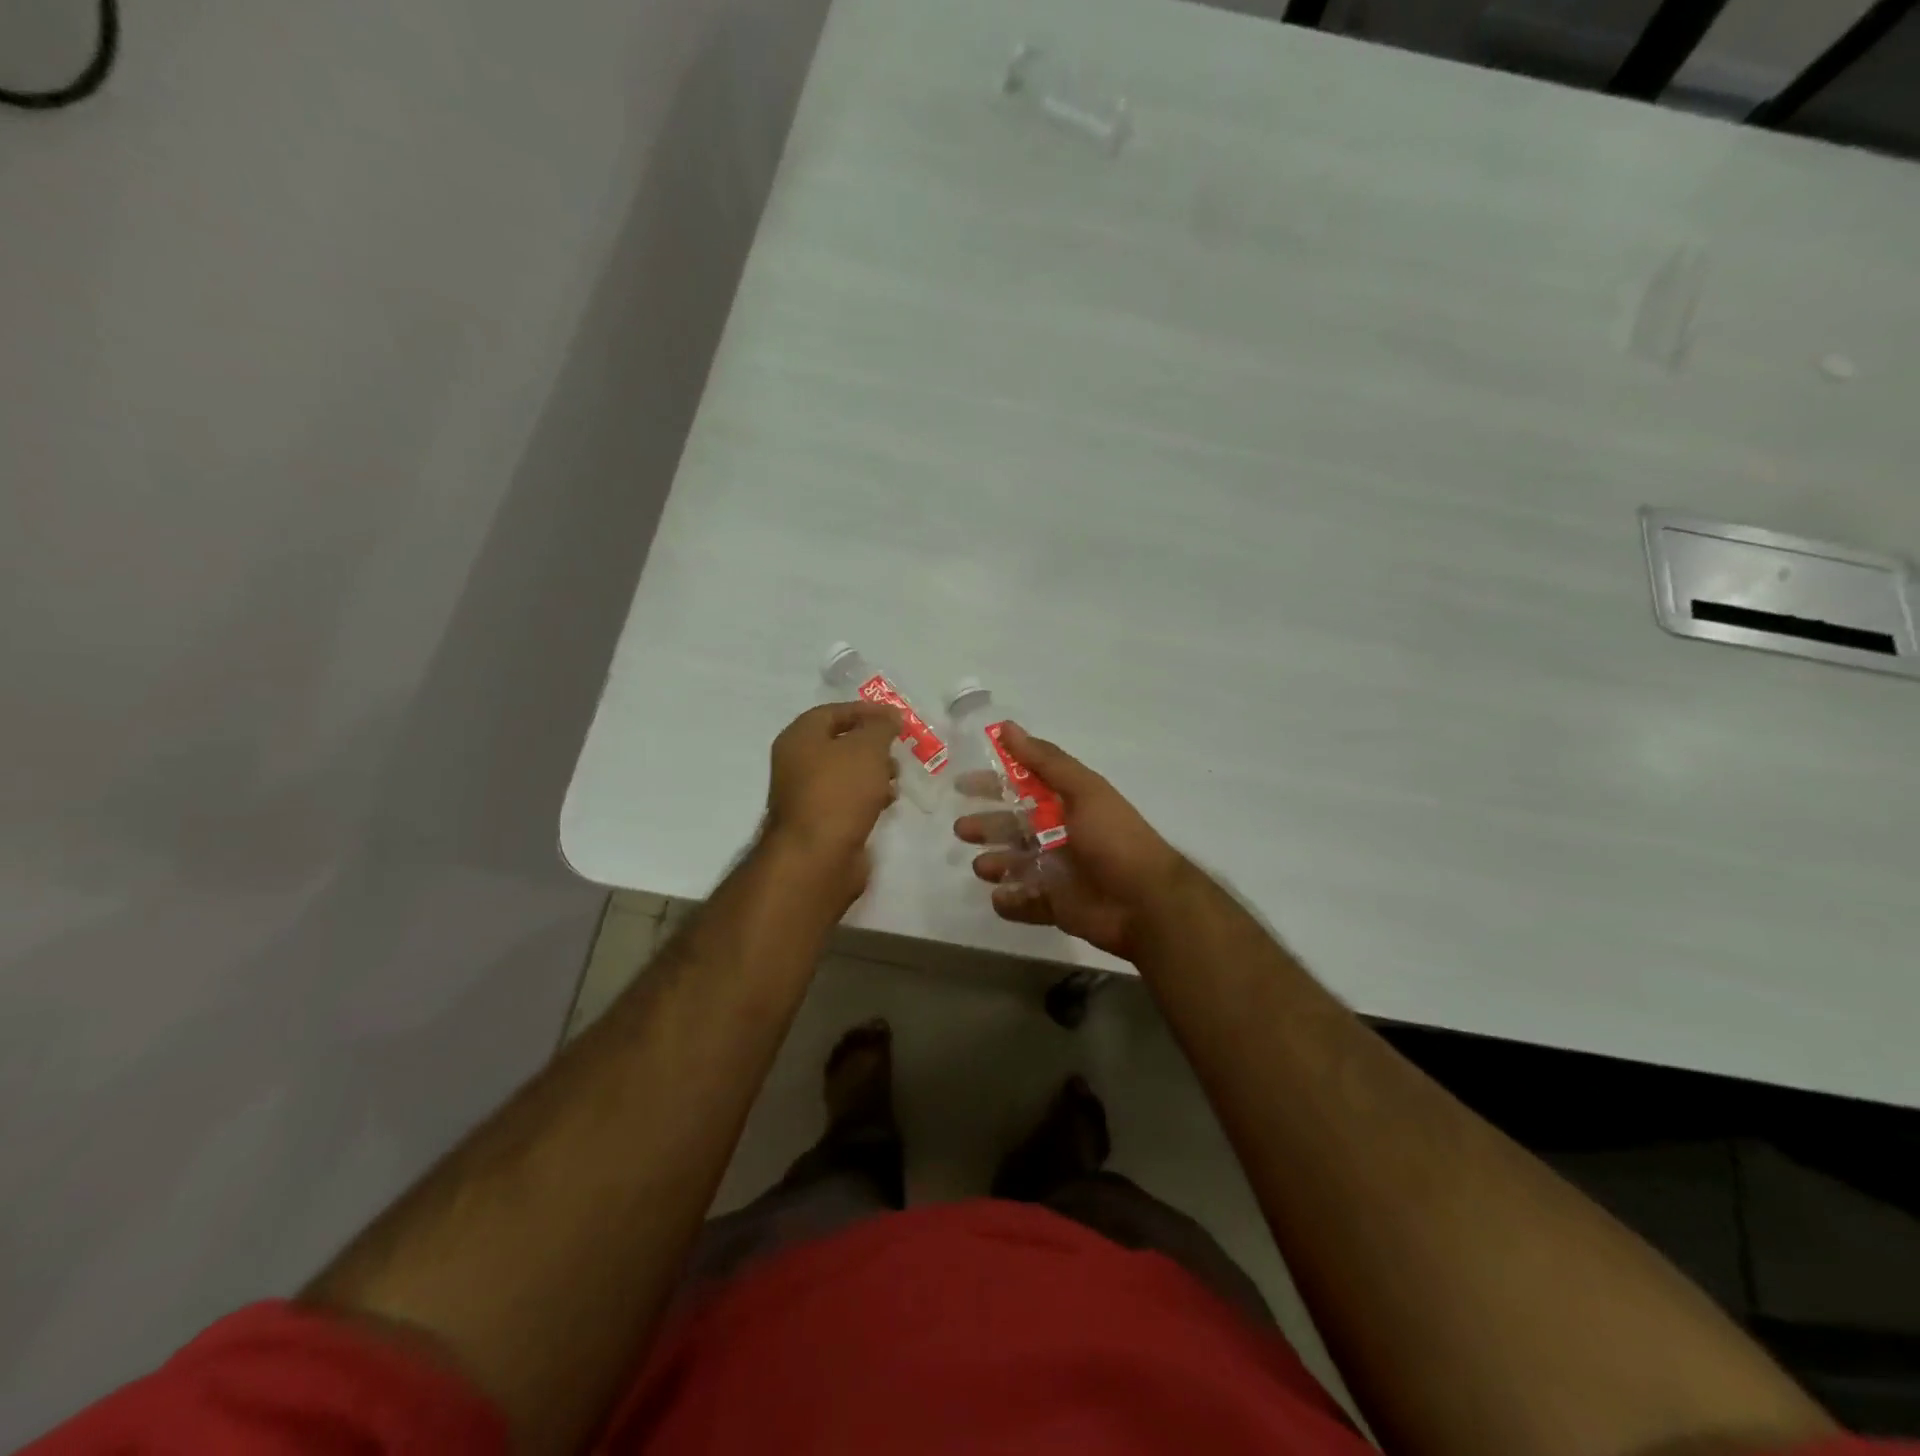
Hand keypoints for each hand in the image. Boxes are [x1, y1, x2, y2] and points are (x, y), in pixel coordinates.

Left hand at [762, 701, 901, 904]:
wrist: (817, 857)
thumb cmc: (840, 792)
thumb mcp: (867, 749)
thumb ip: (881, 727)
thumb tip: (890, 716)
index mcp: (799, 738)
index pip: (833, 712)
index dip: (865, 711)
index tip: (896, 717)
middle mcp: (796, 763)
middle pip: (839, 743)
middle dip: (872, 744)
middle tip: (898, 750)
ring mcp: (806, 795)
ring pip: (846, 773)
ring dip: (873, 772)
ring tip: (896, 779)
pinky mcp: (820, 822)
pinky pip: (847, 799)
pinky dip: (867, 797)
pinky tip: (887, 803)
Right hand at [953, 724, 1186, 959]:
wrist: (1146, 902)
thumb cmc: (1114, 839)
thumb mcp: (1083, 790)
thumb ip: (1045, 761)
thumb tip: (1006, 727)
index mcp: (1067, 805)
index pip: (1022, 788)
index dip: (993, 784)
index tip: (962, 785)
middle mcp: (1060, 835)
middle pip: (1013, 828)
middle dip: (987, 827)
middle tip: (963, 830)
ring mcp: (1058, 872)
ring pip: (1015, 865)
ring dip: (995, 863)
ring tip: (983, 866)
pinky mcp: (1057, 906)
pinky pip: (1025, 902)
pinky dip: (1010, 901)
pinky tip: (1000, 897)